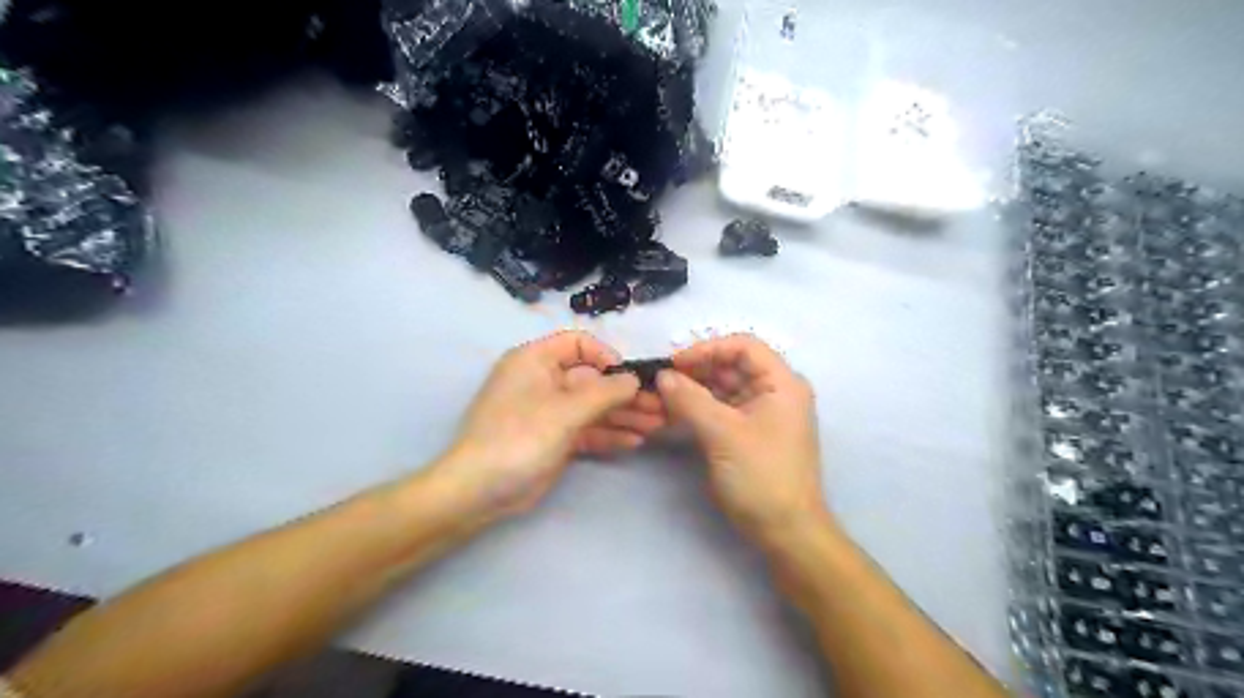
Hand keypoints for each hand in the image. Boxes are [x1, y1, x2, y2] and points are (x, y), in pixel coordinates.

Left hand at [434, 330, 663, 516]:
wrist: (481, 491)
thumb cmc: (519, 438)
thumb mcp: (565, 411)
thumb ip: (604, 392)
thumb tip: (635, 379)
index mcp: (536, 361)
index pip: (578, 344)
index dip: (606, 356)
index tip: (631, 377)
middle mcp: (544, 381)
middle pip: (592, 379)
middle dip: (626, 393)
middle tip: (660, 406)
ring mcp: (550, 412)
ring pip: (593, 407)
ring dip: (624, 415)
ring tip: (657, 425)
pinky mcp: (555, 439)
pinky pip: (587, 430)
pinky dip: (609, 434)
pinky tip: (634, 442)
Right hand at [654, 335, 828, 546]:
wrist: (786, 532)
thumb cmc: (762, 476)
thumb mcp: (723, 434)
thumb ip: (690, 400)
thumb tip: (663, 376)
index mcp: (781, 383)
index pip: (744, 346)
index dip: (708, 349)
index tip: (675, 363)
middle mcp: (775, 392)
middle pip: (732, 366)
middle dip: (697, 370)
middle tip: (662, 381)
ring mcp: (762, 413)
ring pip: (724, 388)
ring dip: (695, 389)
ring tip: (663, 397)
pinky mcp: (750, 433)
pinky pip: (722, 409)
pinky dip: (700, 408)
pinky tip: (675, 413)